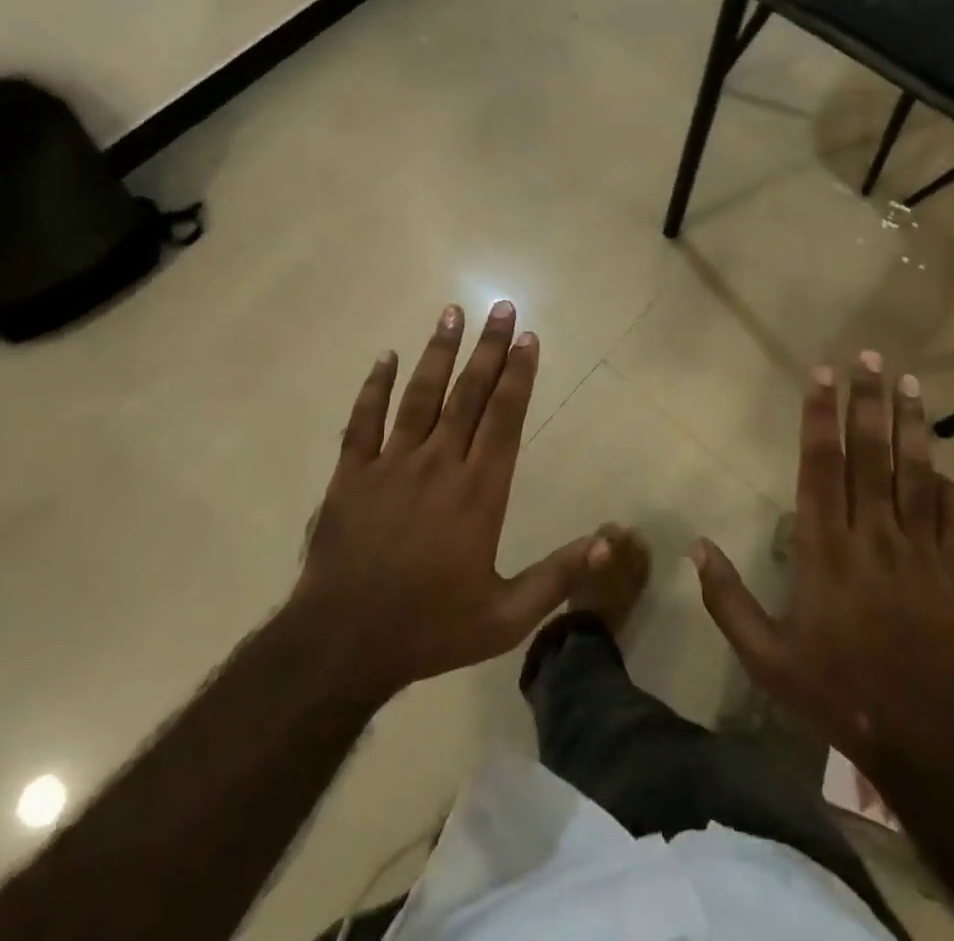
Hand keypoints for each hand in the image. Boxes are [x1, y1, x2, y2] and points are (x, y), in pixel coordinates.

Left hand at [289, 301, 598, 703]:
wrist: (342, 645)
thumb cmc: (429, 630)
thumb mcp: (505, 618)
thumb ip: (558, 577)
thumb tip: (610, 542)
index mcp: (478, 493)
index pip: (504, 419)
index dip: (519, 375)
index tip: (529, 338)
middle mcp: (439, 465)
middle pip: (468, 394)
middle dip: (489, 349)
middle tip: (502, 308)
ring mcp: (391, 465)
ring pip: (420, 395)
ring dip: (439, 352)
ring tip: (453, 312)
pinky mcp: (352, 475)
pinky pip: (364, 420)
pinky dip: (374, 386)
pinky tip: (386, 356)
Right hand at [692, 353, 953, 770]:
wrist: (925, 738)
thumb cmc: (836, 690)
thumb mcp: (766, 656)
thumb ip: (727, 599)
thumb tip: (696, 547)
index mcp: (825, 548)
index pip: (821, 465)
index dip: (820, 417)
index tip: (822, 375)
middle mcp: (872, 535)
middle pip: (871, 454)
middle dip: (867, 402)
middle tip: (869, 358)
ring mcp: (919, 551)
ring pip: (915, 473)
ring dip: (911, 425)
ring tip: (909, 383)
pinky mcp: (953, 571)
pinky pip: (951, 515)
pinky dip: (945, 484)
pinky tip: (940, 461)